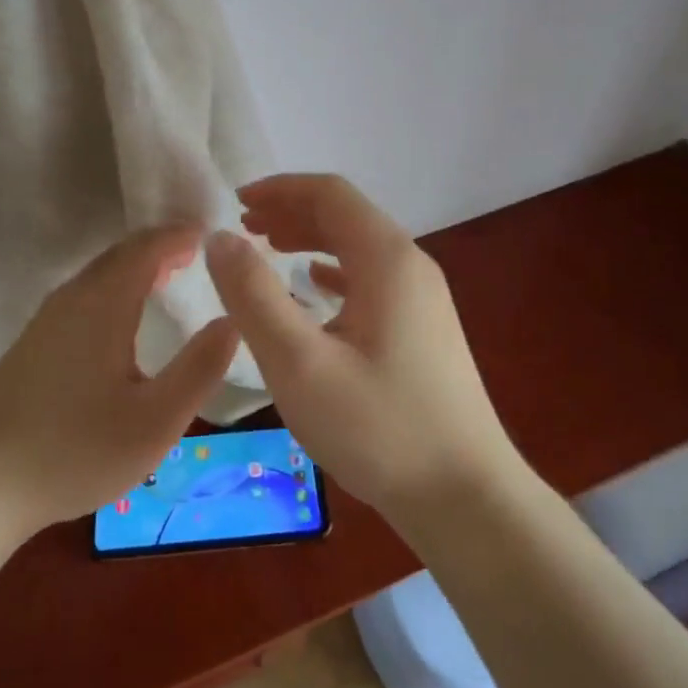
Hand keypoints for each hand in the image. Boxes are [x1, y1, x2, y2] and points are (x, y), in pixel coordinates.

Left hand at [0, 224, 238, 532]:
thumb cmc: (77, 450)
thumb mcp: (157, 420)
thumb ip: (200, 367)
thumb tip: (233, 320)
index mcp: (104, 304)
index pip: (147, 249)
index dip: (180, 236)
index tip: (212, 235)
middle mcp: (73, 298)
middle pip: (120, 253)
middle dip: (160, 245)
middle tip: (196, 251)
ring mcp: (46, 319)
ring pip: (99, 272)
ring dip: (136, 265)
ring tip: (169, 274)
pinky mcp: (33, 341)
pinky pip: (84, 292)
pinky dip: (115, 284)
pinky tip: (123, 315)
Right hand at [204, 175, 522, 530]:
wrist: (467, 498)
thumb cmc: (379, 428)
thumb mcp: (299, 363)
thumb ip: (253, 296)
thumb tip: (220, 238)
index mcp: (387, 258)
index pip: (329, 193)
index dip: (279, 189)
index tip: (235, 202)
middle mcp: (411, 265)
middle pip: (346, 214)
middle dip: (292, 211)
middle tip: (244, 228)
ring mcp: (423, 297)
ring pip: (359, 246)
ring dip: (311, 238)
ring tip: (268, 248)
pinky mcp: (424, 328)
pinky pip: (371, 278)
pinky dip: (334, 270)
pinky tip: (314, 285)